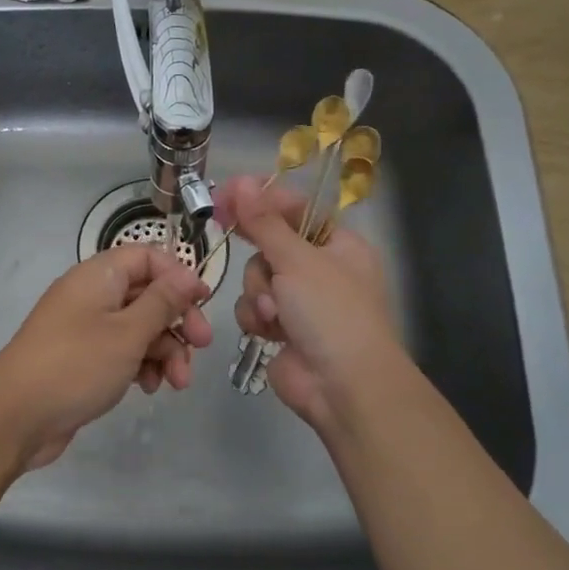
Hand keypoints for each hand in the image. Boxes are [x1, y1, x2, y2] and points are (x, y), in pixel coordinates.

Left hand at [0, 245, 213, 469]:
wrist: (14, 417)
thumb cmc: (76, 365)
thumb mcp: (128, 333)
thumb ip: (162, 302)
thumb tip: (187, 275)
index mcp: (99, 276)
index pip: (147, 257)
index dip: (178, 275)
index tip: (204, 302)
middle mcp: (91, 295)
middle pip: (147, 294)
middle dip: (177, 321)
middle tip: (201, 346)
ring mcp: (85, 328)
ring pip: (138, 327)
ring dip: (164, 350)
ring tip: (177, 383)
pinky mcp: (83, 358)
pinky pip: (121, 351)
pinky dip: (140, 365)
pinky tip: (150, 389)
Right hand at [215, 174, 406, 433]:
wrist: (344, 388)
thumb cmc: (331, 313)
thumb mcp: (298, 260)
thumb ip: (263, 222)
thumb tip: (241, 182)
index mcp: (338, 245)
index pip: (296, 208)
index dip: (261, 198)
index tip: (226, 193)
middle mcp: (321, 269)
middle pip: (271, 243)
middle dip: (260, 256)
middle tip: (224, 228)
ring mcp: (301, 301)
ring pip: (257, 277)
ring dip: (258, 292)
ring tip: (274, 314)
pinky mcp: (282, 329)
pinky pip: (254, 307)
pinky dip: (257, 318)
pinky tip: (269, 333)